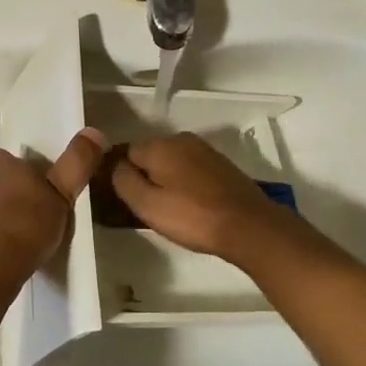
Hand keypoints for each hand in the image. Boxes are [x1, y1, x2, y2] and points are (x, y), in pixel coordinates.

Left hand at [0, 128, 107, 286]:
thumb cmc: (27, 224)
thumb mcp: (62, 193)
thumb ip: (77, 163)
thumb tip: (94, 131)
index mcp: (2, 169)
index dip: (7, 162)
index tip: (27, 174)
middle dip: (12, 190)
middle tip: (38, 203)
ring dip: (6, 214)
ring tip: (30, 230)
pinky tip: (17, 250)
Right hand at [109, 133, 303, 265]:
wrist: (249, 226)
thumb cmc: (193, 217)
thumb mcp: (147, 205)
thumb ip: (124, 181)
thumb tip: (116, 166)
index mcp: (160, 145)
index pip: (126, 152)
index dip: (124, 176)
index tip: (129, 200)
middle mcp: (181, 139)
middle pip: (150, 156)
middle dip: (146, 177)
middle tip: (150, 208)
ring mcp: (205, 150)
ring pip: (172, 163)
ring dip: (167, 181)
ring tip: (172, 210)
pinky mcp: (221, 164)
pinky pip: (191, 170)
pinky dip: (186, 183)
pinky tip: (192, 205)